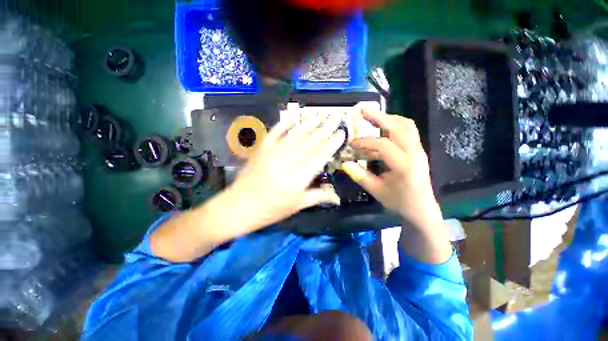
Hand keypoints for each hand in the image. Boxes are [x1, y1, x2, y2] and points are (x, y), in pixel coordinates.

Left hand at [228, 114, 345, 230]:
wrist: (239, 206)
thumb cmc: (270, 210)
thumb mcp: (297, 206)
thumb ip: (318, 196)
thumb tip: (336, 197)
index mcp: (298, 177)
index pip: (320, 155)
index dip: (332, 143)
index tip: (341, 133)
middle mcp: (288, 161)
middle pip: (310, 142)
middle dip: (325, 129)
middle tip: (336, 118)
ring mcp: (273, 153)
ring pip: (294, 135)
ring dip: (308, 124)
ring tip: (319, 115)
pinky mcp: (262, 149)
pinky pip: (275, 133)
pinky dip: (284, 124)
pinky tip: (293, 119)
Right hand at [341, 104, 442, 230]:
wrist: (422, 209)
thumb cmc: (399, 202)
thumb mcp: (376, 191)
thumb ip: (359, 175)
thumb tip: (345, 163)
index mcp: (404, 165)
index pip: (383, 145)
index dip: (365, 142)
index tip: (351, 144)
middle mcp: (415, 153)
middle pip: (398, 127)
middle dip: (379, 117)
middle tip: (363, 109)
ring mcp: (419, 149)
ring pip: (406, 125)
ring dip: (388, 118)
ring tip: (372, 117)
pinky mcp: (418, 149)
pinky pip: (408, 130)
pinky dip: (394, 125)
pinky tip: (382, 128)